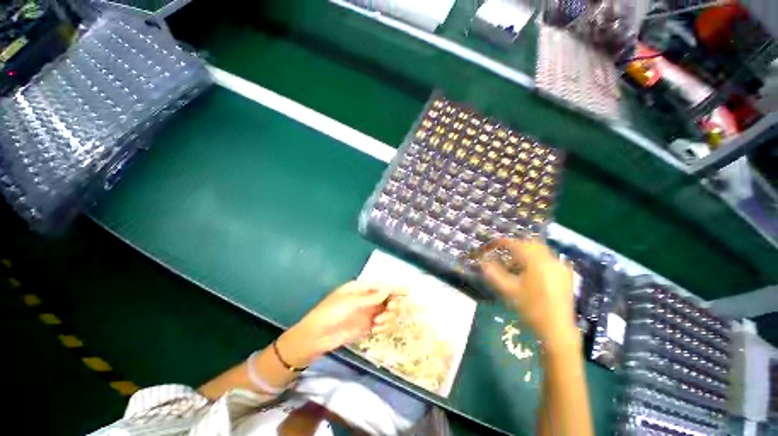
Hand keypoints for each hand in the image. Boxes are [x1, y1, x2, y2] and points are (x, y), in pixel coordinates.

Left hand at [277, 281, 406, 367]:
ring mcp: (366, 313)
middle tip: (391, 309)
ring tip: (378, 323)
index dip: (393, 288)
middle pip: (386, 298)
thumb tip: (388, 288)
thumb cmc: (331, 312)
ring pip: (385, 312)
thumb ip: (371, 297)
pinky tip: (376, 328)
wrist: (317, 336)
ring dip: (386, 316)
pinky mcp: (365, 327)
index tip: (406, 291)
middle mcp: (366, 299)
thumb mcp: (351, 302)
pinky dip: (382, 326)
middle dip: (391, 303)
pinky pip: (380, 324)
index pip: (380, 286)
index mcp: (360, 289)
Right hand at [480, 239, 578, 352]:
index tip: (491, 246)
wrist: (557, 329)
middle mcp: (550, 260)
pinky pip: (548, 259)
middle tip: (503, 254)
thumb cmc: (531, 309)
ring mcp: (560, 267)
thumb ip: (494, 273)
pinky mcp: (565, 274)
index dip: (501, 243)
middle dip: (515, 246)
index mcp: (536, 263)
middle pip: (530, 243)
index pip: (516, 244)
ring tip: (515, 265)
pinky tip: (530, 272)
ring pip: (540, 250)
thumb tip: (483, 261)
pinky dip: (536, 259)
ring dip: (525, 252)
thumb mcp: (509, 291)